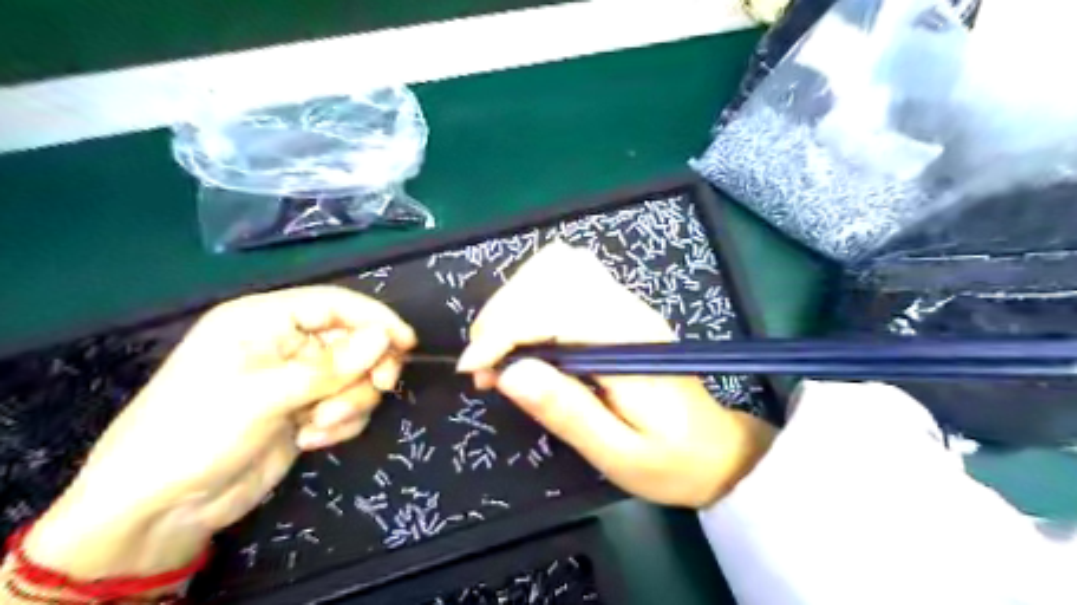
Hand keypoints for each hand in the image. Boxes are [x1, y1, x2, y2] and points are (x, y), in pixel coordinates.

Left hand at [28, 289, 414, 581]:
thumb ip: (332, 366)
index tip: (408, 343)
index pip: (334, 304)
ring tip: (319, 426)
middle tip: (381, 387)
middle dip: (366, 369)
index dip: (375, 319)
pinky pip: (347, 405)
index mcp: (264, 320)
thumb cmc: (198, 433)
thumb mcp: (265, 395)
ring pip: (355, 376)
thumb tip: (386, 338)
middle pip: (353, 341)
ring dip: (349, 402)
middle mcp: (284, 344)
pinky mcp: (305, 410)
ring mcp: (297, 379)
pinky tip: (310, 440)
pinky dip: (340, 423)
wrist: (162, 509)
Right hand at [459, 242, 779, 507]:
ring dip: (514, 300)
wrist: (716, 450)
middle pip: (551, 273)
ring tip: (500, 349)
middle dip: (502, 313)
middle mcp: (627, 309)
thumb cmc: (670, 461)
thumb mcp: (617, 453)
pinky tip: (525, 334)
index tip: (474, 370)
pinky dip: (531, 297)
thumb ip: (566, 411)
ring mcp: (624, 303)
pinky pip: (567, 276)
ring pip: (557, 265)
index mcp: (629, 342)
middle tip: (484, 365)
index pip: (554, 309)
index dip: (504, 331)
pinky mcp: (618, 307)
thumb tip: (508, 373)